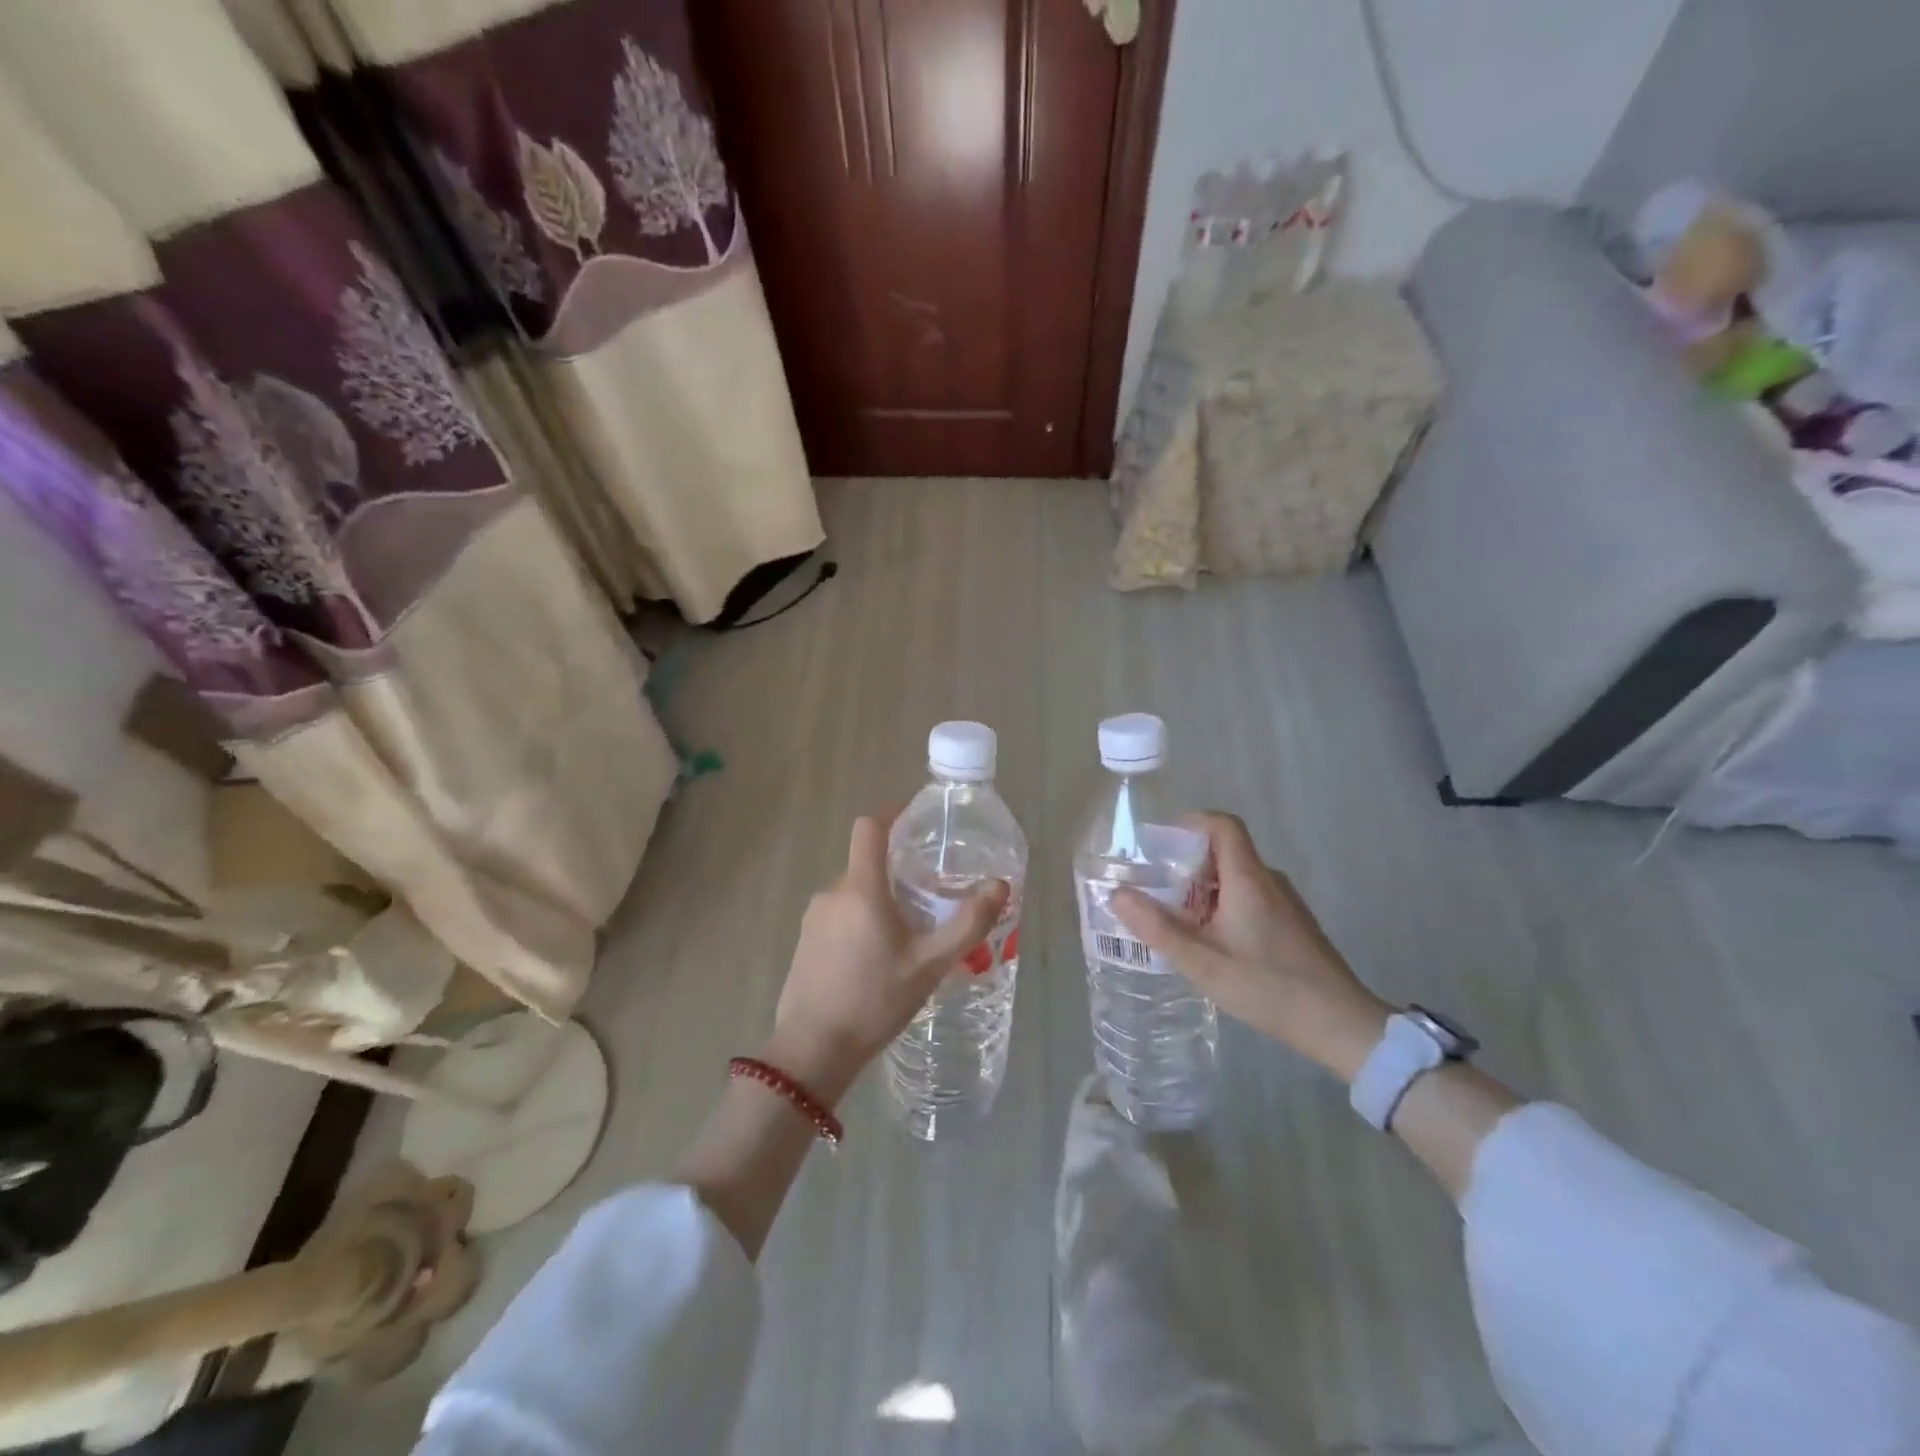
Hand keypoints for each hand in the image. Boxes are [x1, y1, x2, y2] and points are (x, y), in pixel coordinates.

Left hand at [766, 814, 1007, 1105]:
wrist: (813, 1049)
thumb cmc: (875, 1001)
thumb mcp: (930, 964)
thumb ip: (968, 923)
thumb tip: (1000, 886)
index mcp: (861, 888)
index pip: (869, 827)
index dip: (892, 815)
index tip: (916, 822)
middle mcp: (833, 892)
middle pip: (868, 864)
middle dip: (898, 873)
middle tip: (929, 901)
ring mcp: (814, 917)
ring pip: (855, 893)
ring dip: (881, 902)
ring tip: (908, 938)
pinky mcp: (806, 941)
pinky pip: (840, 915)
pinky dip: (862, 922)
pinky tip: (878, 961)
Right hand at [1112, 813, 1388, 1081]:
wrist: (1340, 1025)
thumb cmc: (1268, 987)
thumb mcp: (1202, 962)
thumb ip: (1158, 928)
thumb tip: (1117, 894)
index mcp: (1248, 879)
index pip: (1223, 824)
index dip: (1191, 823)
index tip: (1160, 844)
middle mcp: (1268, 881)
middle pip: (1224, 851)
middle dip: (1186, 864)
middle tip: (1156, 890)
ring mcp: (1285, 903)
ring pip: (1236, 877)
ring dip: (1203, 889)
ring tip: (1177, 921)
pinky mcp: (1292, 924)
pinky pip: (1250, 897)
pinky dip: (1223, 906)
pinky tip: (1212, 944)